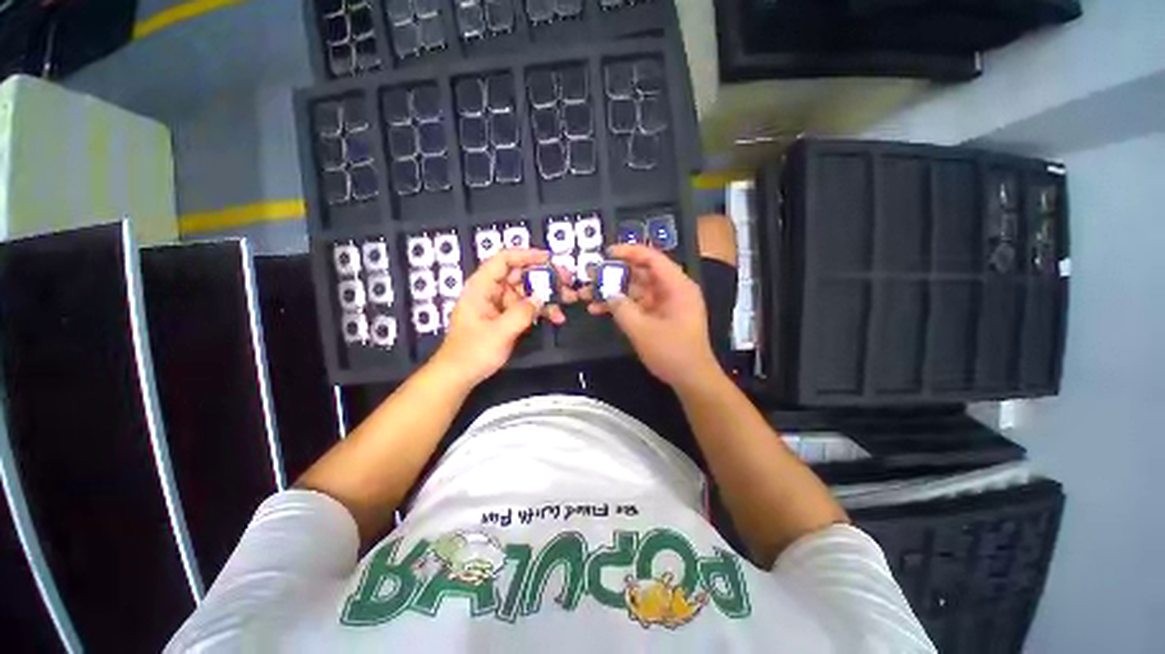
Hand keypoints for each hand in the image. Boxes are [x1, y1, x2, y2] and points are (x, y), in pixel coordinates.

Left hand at [429, 249, 570, 386]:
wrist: (460, 375)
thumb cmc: (473, 352)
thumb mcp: (499, 332)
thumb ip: (522, 313)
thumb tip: (541, 298)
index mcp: (482, 287)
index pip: (504, 260)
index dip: (526, 255)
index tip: (549, 259)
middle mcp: (492, 291)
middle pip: (520, 274)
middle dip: (545, 276)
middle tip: (567, 279)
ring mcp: (500, 304)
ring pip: (527, 291)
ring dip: (548, 294)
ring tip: (569, 298)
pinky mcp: (507, 317)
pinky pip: (527, 307)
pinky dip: (541, 310)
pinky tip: (557, 317)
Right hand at [587, 244, 719, 388]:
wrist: (692, 380)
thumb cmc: (672, 353)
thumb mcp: (643, 330)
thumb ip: (622, 309)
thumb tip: (608, 294)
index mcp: (677, 286)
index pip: (652, 258)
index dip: (628, 252)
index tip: (605, 253)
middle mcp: (672, 290)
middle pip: (641, 273)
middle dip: (615, 274)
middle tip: (591, 275)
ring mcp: (664, 304)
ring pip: (635, 290)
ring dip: (613, 292)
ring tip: (588, 294)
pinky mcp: (658, 316)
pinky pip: (637, 305)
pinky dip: (620, 306)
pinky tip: (598, 309)